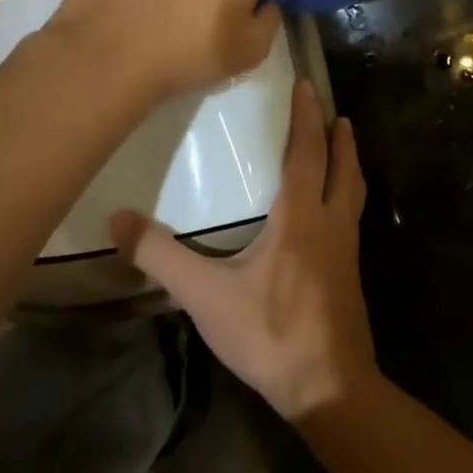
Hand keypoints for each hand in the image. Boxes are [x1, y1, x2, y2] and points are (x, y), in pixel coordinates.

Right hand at [109, 81, 375, 420]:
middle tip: (336, 113)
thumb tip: (117, 219)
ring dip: (349, 165)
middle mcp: (333, 224)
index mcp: (302, 218)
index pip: (307, 153)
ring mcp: (348, 250)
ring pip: (355, 193)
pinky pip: (352, 218)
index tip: (308, 87)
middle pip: (343, 168)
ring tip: (343, 149)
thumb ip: (162, 257)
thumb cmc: (269, 334)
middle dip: (339, 138)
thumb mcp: (206, 296)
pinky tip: (332, 212)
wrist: (327, 385)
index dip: (306, 118)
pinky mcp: (351, 274)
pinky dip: (347, 197)